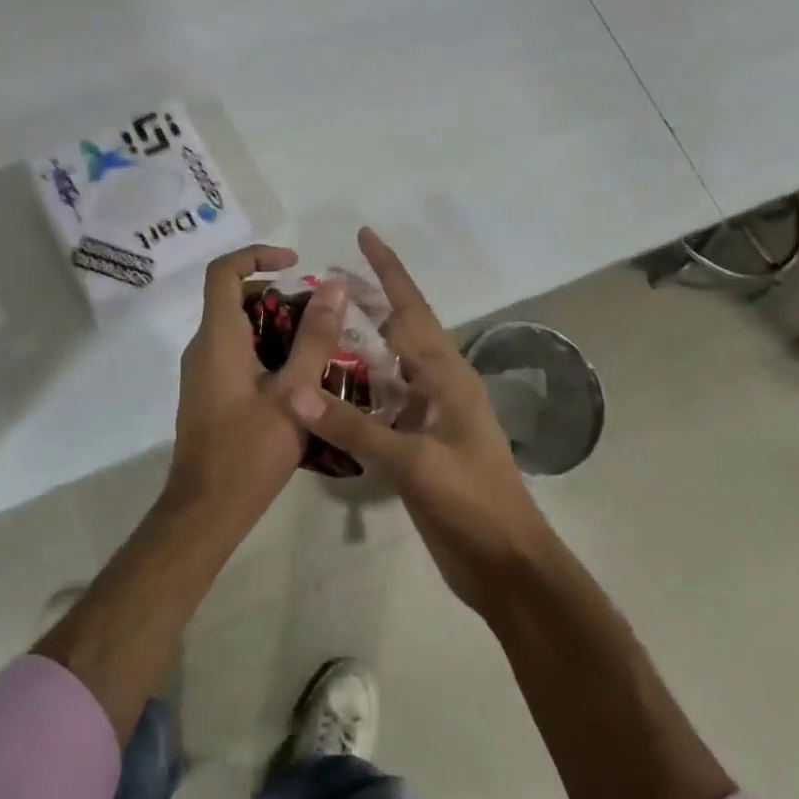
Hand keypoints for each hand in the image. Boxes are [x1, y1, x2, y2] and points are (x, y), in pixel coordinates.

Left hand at [168, 245, 346, 520]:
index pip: (224, 272)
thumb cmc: (250, 450)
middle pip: (235, 298)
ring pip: (239, 329)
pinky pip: (236, 354)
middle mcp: (203, 347)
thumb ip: (315, 337)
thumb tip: (334, 286)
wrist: (206, 510)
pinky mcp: (209, 393)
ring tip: (321, 346)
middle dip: (279, 296)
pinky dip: (267, 351)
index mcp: (218, 338)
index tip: (296, 262)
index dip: (257, 254)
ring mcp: (203, 372)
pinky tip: (301, 379)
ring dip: (278, 326)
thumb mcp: (294, 391)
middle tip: (322, 314)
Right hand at [284, 228, 553, 613]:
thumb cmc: (470, 502)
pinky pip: (386, 405)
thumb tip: (294, 391)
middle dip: (371, 301)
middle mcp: (441, 387)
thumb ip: (352, 426)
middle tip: (329, 278)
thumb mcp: (413, 462)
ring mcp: (432, 418)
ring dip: (362, 346)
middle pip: (402, 331)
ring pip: (391, 369)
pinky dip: (360, 391)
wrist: (504, 563)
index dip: (388, 271)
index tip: (365, 235)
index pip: (412, 311)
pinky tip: (332, 391)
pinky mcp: (422, 446)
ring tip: (323, 326)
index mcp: (448, 377)